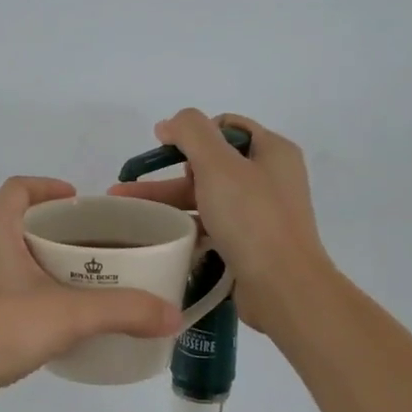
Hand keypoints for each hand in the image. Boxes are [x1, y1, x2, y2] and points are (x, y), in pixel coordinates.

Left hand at [0, 177, 182, 411]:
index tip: (79, 201)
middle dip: (48, 227)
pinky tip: (39, 313)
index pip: (20, 187)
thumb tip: (172, 315)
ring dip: (30, 258)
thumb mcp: (68, 316)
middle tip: (86, 245)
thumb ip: (123, 311)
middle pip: (11, 218)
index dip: (50, 188)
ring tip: (69, 278)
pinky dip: (15, 285)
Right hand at [109, 110, 332, 330]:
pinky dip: (186, 227)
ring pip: (206, 197)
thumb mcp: (218, 164)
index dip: (193, 133)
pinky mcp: (249, 244)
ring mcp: (260, 214)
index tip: (164, 150)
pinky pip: (211, 226)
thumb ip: (192, 132)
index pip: (226, 126)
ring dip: (169, 202)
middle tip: (131, 187)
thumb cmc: (252, 218)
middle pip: (211, 164)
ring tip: (128, 213)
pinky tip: (158, 236)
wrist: (283, 287)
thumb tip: (169, 124)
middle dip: (168, 173)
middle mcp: (269, 178)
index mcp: (272, 151)